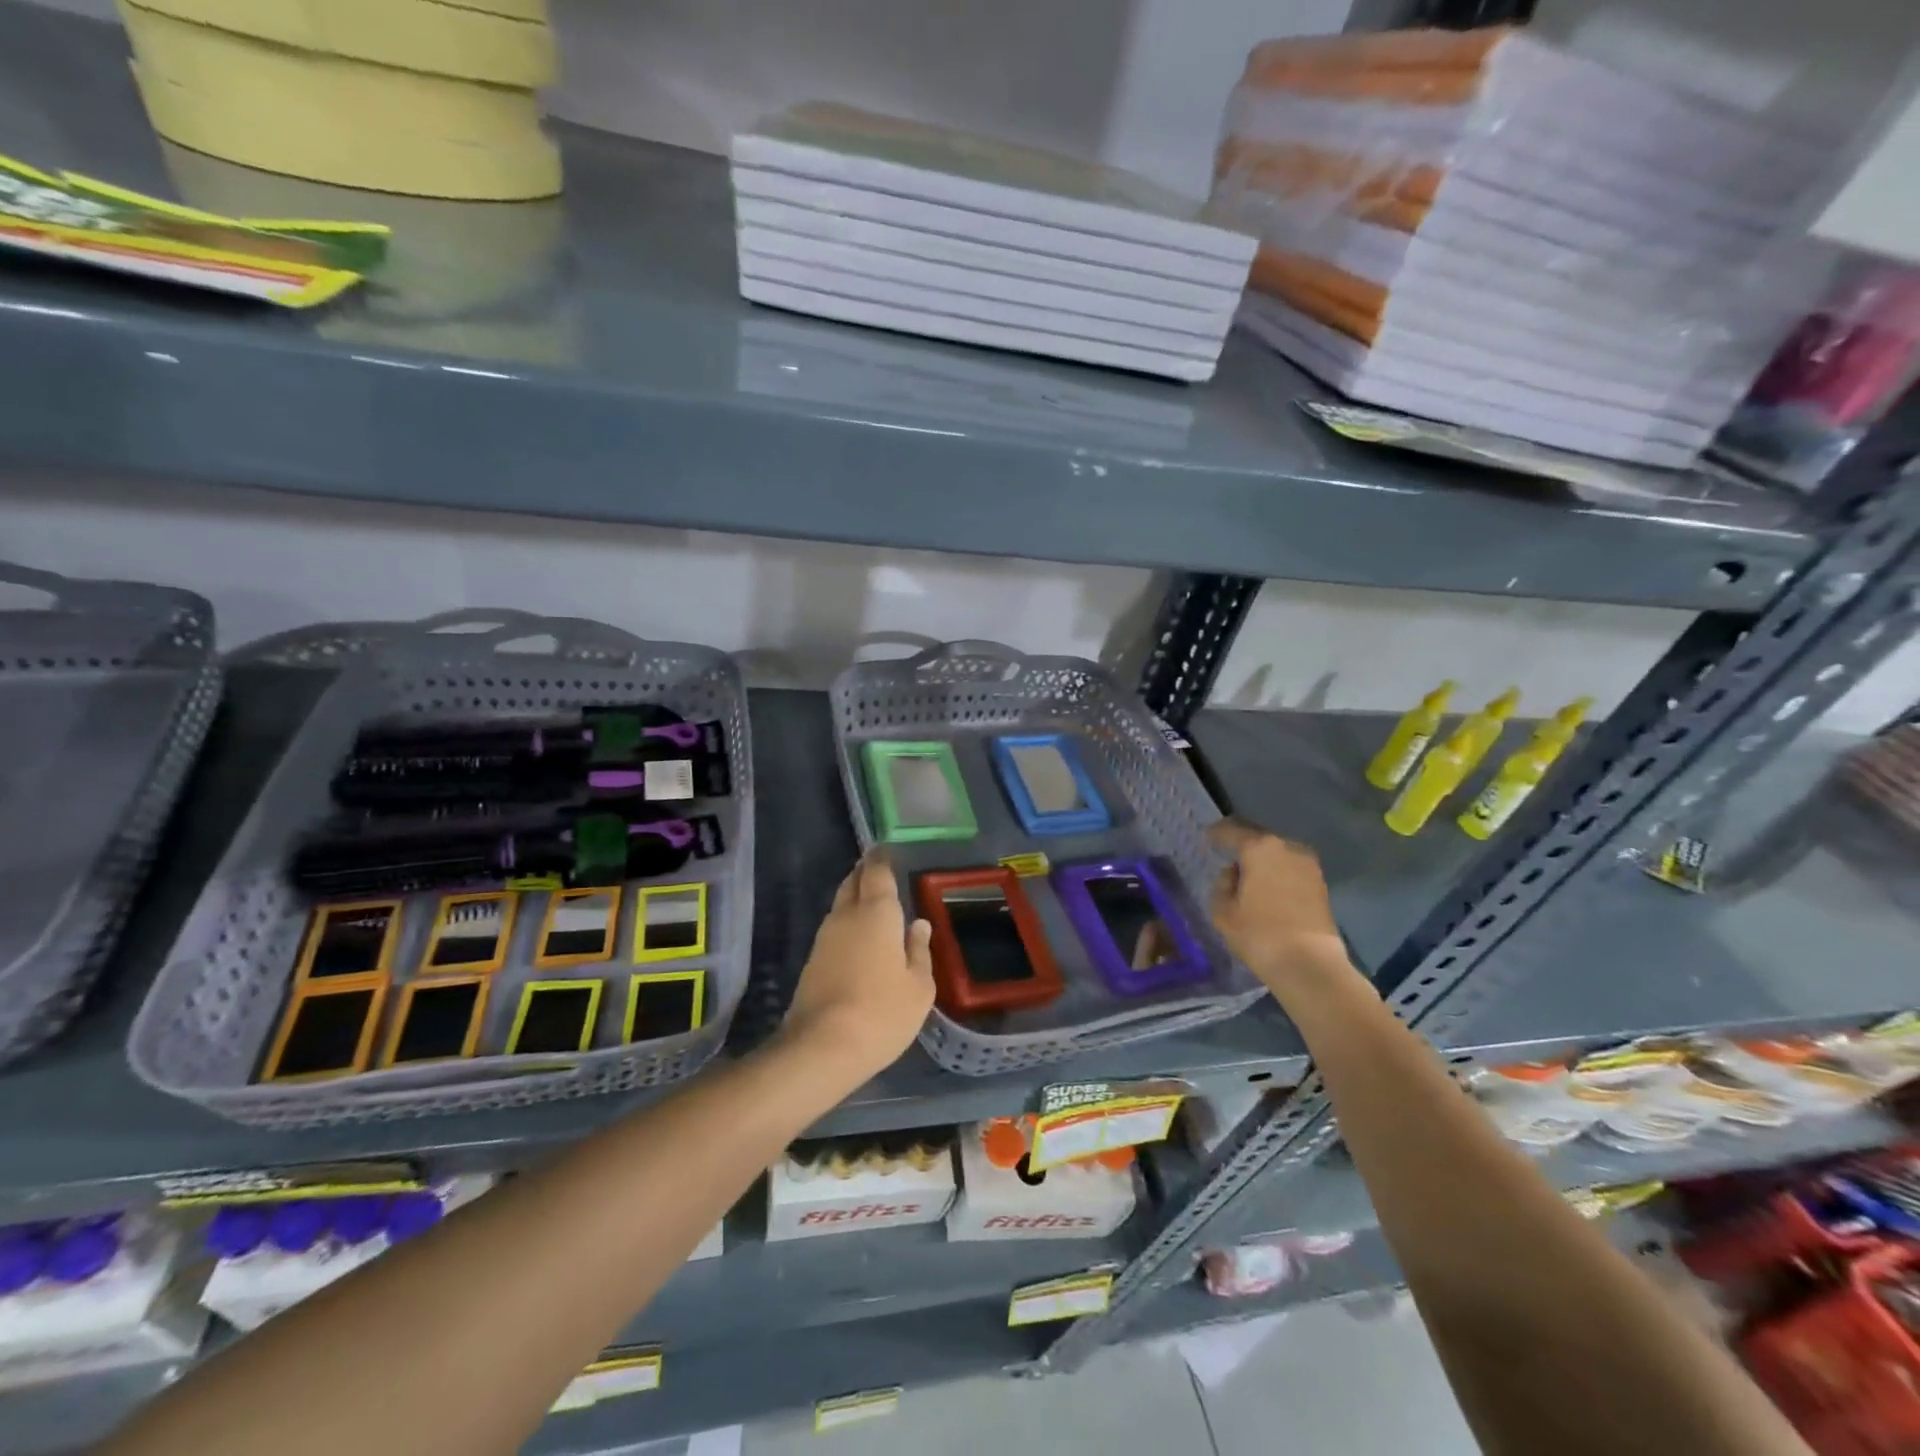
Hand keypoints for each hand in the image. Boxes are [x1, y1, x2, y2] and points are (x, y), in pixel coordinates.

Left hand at [780, 850, 934, 1083]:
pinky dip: (847, 923)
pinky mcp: (812, 961)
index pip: (877, 873)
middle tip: (878, 869)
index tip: (886, 849)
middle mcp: (847, 916)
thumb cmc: (883, 1012)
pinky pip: (834, 929)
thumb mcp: (919, 987)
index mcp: (877, 913)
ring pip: (840, 905)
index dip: (881, 859)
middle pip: (853, 883)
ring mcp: (824, 938)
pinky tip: (858, 936)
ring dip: (854, 898)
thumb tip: (918, 925)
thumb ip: (919, 951)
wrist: (822, 1047)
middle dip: (865, 873)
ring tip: (871, 901)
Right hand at [1208, 819, 1358, 1002]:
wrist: (1310, 964)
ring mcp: (1308, 865)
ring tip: (1249, 877)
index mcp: (1259, 848)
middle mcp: (1287, 847)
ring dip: (1263, 861)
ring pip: (1277, 854)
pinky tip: (1268, 890)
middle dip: (1242, 846)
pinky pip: (1291, 870)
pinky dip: (1278, 874)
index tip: (1208, 837)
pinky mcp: (1321, 884)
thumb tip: (1234, 874)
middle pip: (1258, 839)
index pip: (1231, 830)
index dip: (1216, 834)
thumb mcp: (1223, 911)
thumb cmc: (1259, 933)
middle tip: (1228, 857)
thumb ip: (1222, 885)